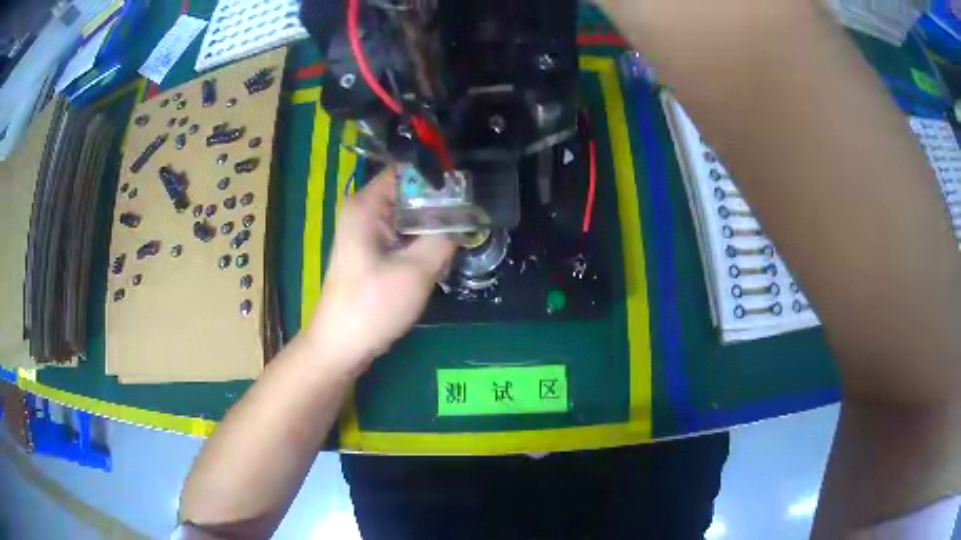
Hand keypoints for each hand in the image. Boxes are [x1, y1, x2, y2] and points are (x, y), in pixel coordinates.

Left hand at [305, 167, 455, 373]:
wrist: (342, 346)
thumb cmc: (373, 305)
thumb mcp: (417, 270)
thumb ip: (444, 237)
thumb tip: (466, 216)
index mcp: (367, 205)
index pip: (406, 170)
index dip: (437, 174)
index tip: (469, 185)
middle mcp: (364, 212)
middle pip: (409, 193)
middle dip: (440, 203)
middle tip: (474, 213)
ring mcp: (367, 234)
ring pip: (410, 217)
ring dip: (434, 226)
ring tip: (464, 233)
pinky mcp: (372, 253)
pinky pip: (403, 237)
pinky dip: (423, 242)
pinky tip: (443, 255)